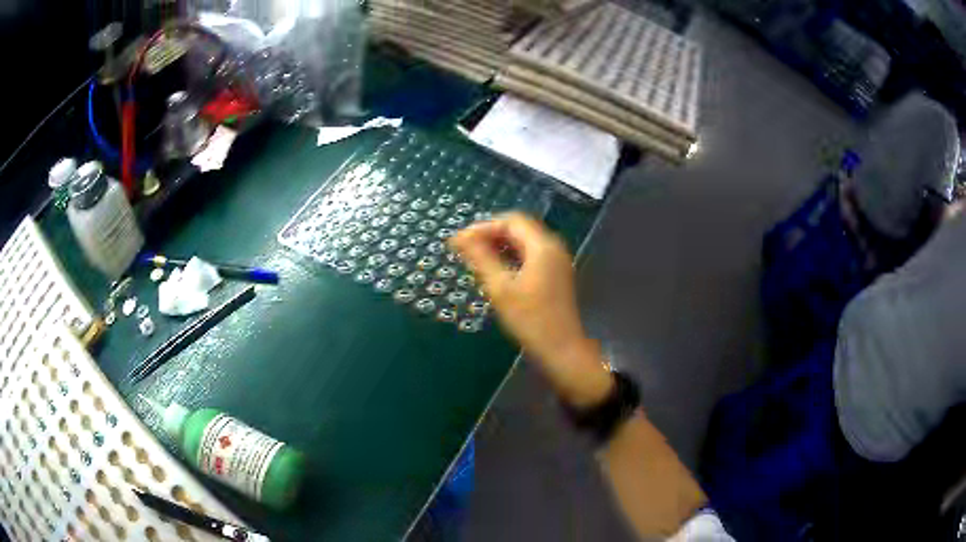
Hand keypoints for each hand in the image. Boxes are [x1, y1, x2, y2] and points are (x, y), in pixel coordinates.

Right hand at [449, 213, 611, 406]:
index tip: (459, 242)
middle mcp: (553, 247)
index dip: (482, 227)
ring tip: (475, 261)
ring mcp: (556, 261)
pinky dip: (511, 258)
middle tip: (464, 250)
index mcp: (542, 246)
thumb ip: (481, 258)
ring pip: (524, 243)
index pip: (510, 221)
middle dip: (490, 235)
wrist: (562, 349)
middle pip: (518, 228)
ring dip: (499, 246)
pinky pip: (530, 256)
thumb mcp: (500, 288)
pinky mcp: (555, 275)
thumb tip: (459, 237)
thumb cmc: (530, 319)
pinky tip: (495, 272)